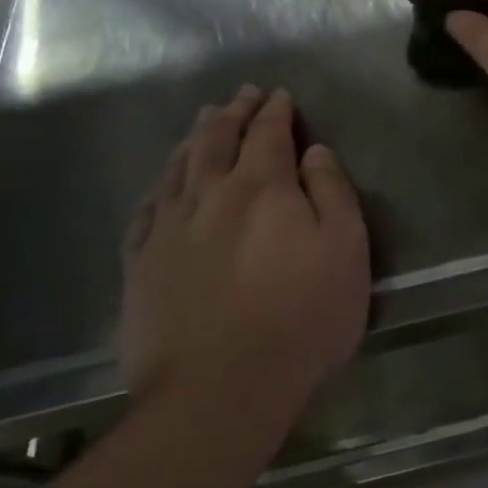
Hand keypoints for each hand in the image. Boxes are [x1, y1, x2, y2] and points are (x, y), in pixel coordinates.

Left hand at [121, 88, 369, 426]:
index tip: (279, 95)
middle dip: (233, 113)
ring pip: (179, 167)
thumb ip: (332, 192)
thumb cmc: (301, 318)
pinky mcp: (140, 265)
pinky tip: (164, 181)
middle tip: (242, 95)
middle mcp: (211, 195)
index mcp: (263, 187)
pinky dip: (160, 183)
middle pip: (218, 140)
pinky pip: (147, 208)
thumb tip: (315, 151)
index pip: (268, 134)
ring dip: (195, 138)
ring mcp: (168, 229)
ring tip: (204, 120)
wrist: (219, 391)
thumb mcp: (346, 250)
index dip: (275, 111)